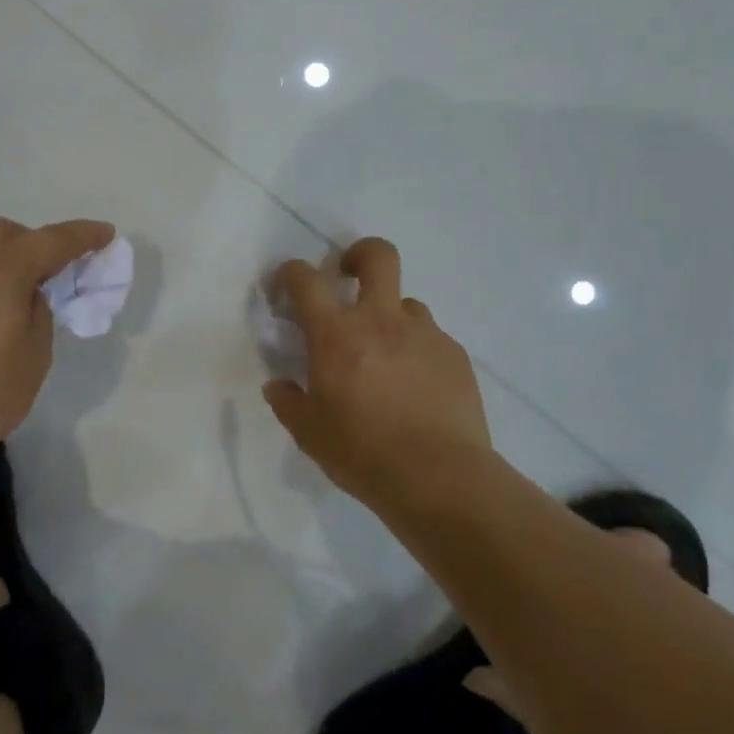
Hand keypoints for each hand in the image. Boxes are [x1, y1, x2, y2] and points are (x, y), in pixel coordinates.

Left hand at [0, 216, 114, 483]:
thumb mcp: (30, 364)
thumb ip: (38, 319)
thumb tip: (26, 299)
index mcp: (2, 270)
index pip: (53, 241)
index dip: (83, 236)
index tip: (104, 234)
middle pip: (4, 234)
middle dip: (31, 244)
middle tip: (47, 276)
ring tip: (2, 309)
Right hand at [262, 238, 496, 508]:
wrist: (440, 478)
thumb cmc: (363, 453)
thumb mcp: (309, 433)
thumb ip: (288, 402)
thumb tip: (277, 386)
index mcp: (337, 334)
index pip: (306, 280)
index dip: (290, 272)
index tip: (285, 285)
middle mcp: (381, 321)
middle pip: (377, 256)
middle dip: (359, 254)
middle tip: (348, 276)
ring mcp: (424, 334)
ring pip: (407, 303)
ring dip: (391, 318)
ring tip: (387, 356)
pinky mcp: (455, 355)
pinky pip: (431, 339)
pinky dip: (418, 352)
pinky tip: (418, 387)